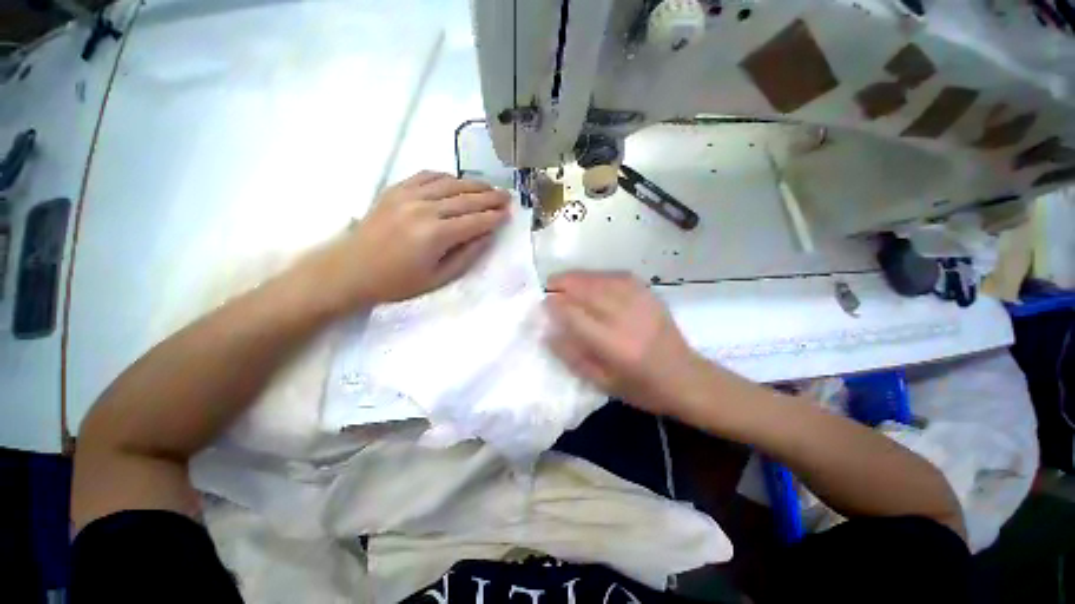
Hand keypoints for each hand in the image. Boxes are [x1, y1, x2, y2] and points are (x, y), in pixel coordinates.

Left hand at [302, 171, 509, 311]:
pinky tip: (456, 181)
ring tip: (489, 187)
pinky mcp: (395, 189)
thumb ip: (466, 256)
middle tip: (507, 196)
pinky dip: (446, 176)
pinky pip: (427, 175)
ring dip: (473, 184)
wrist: (350, 270)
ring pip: (450, 183)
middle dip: (490, 197)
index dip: (494, 217)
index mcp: (436, 235)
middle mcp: (424, 209)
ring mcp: (408, 195)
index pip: (475, 221)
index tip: (509, 213)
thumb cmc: (397, 282)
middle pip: (466, 199)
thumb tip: (487, 236)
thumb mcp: (438, 278)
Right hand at [544, 271, 714, 417]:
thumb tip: (549, 332)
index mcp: (613, 345)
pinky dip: (600, 275)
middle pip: (588, 291)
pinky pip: (620, 277)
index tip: (544, 303)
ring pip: (602, 279)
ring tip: (566, 279)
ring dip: (580, 277)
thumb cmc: (641, 388)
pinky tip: (592, 280)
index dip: (556, 306)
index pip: (575, 316)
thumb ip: (572, 356)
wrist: (686, 378)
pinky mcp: (650, 296)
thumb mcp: (602, 383)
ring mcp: (641, 303)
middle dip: (564, 283)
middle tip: (550, 284)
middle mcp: (626, 318)